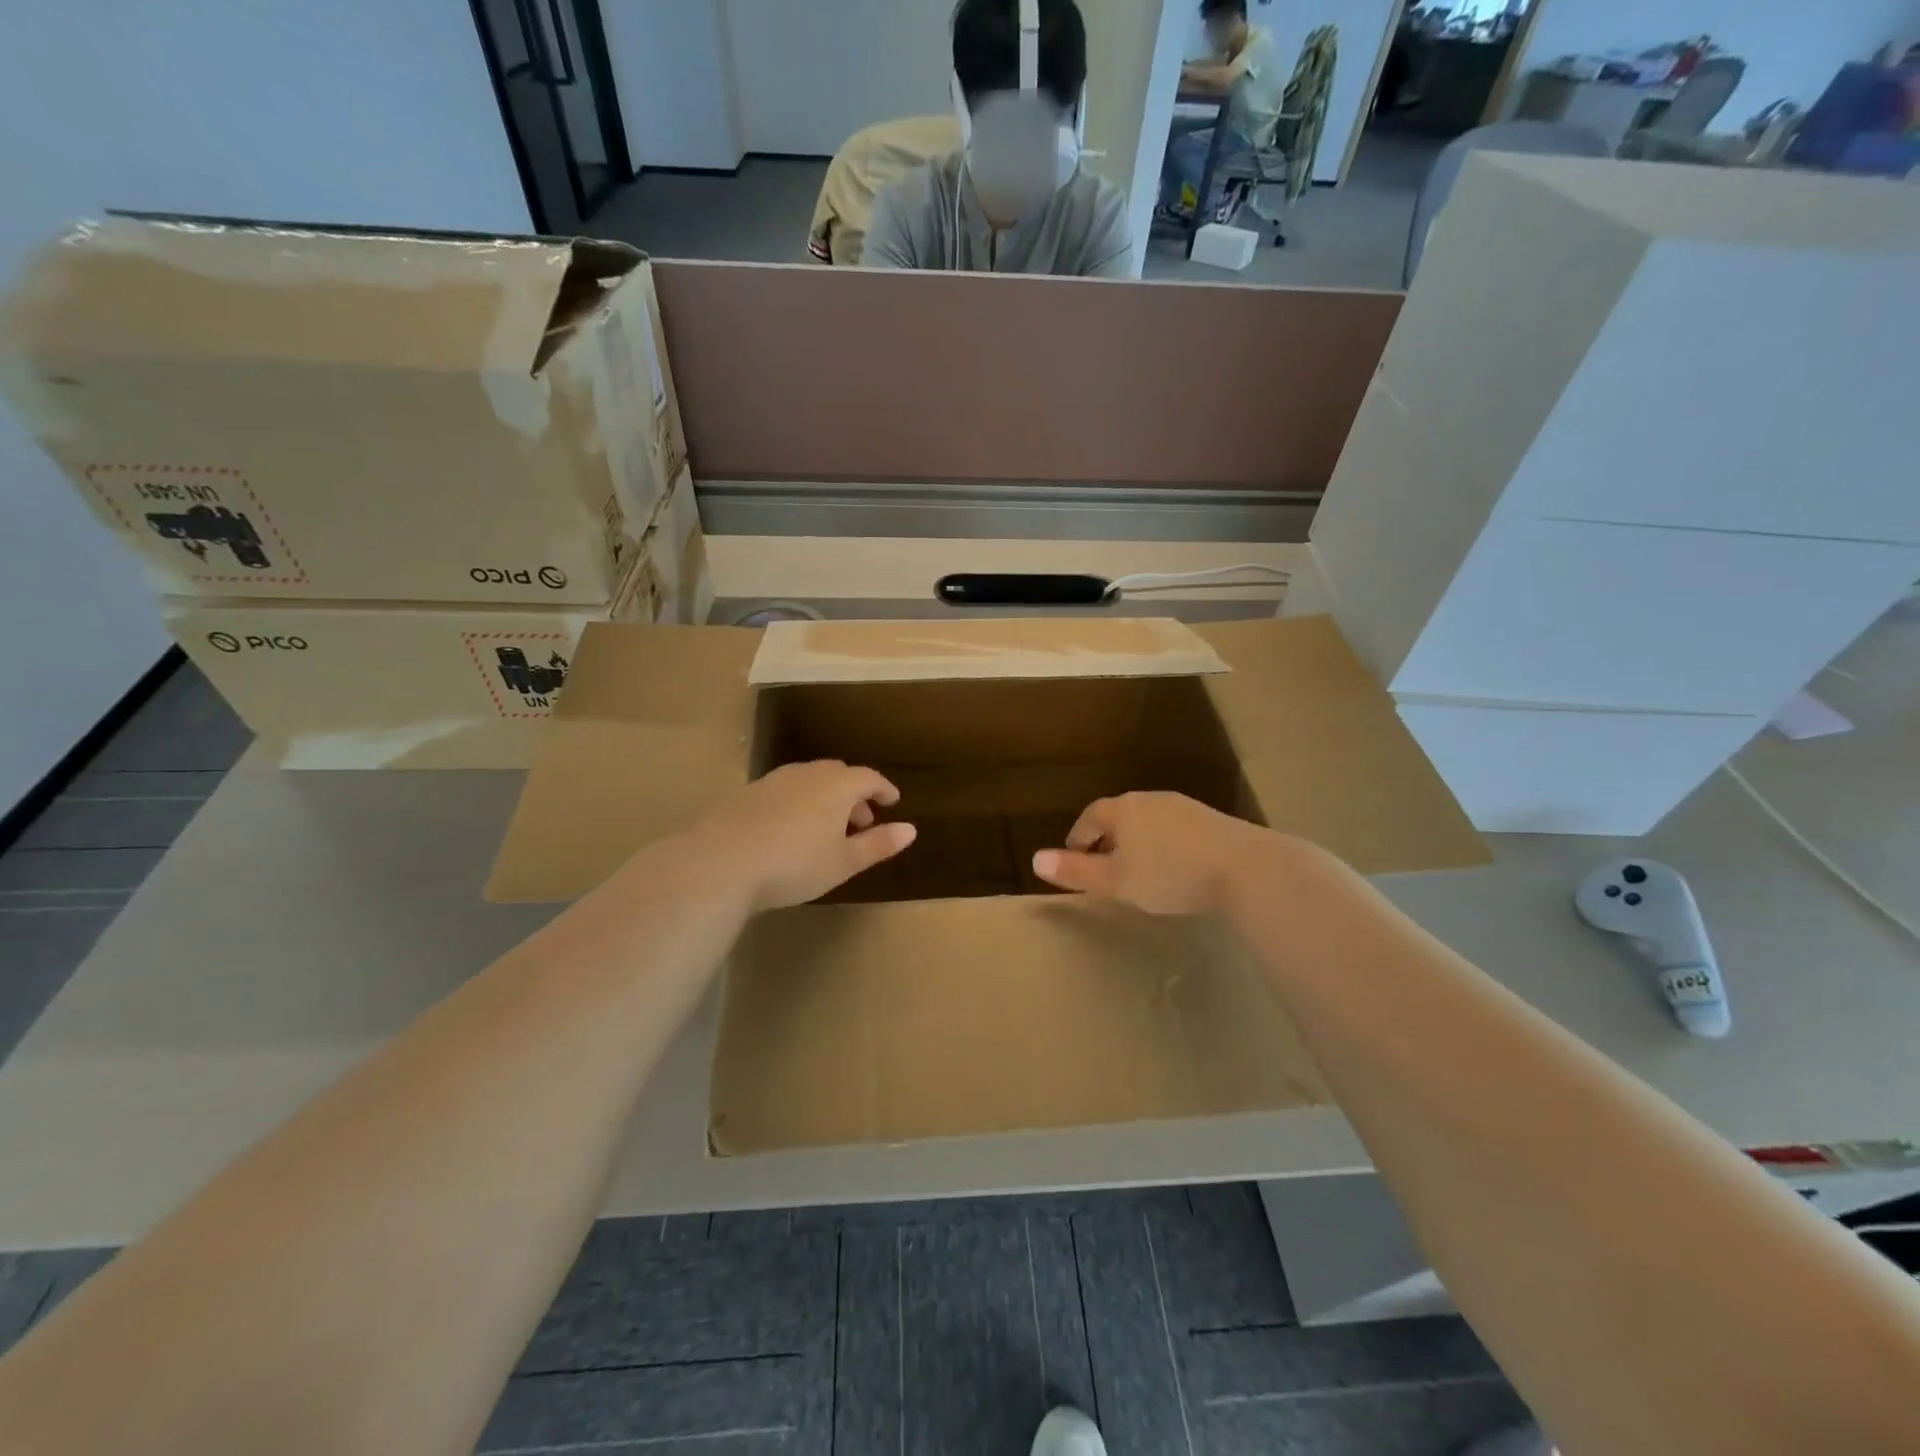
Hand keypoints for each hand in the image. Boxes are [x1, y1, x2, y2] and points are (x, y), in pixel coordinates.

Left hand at [688, 761, 915, 912]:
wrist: (721, 862)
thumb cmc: (794, 863)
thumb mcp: (844, 862)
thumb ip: (878, 844)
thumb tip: (911, 830)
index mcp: (837, 785)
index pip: (869, 778)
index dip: (884, 789)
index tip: (892, 801)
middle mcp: (807, 773)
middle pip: (838, 775)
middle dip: (854, 795)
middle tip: (861, 821)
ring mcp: (774, 780)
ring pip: (809, 781)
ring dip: (825, 799)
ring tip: (826, 828)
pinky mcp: (747, 793)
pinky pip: (785, 791)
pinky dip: (799, 803)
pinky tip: (790, 831)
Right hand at [1031, 792, 1272, 915]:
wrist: (1244, 868)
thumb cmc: (1170, 874)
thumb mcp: (1116, 881)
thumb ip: (1076, 871)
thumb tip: (1034, 859)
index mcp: (1123, 809)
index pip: (1090, 816)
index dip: (1078, 838)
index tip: (1075, 860)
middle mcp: (1150, 799)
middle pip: (1119, 815)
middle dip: (1108, 839)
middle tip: (1104, 868)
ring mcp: (1183, 807)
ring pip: (1148, 821)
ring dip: (1137, 841)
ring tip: (1138, 869)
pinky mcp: (1210, 820)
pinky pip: (1174, 829)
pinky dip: (1164, 844)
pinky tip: (1174, 867)